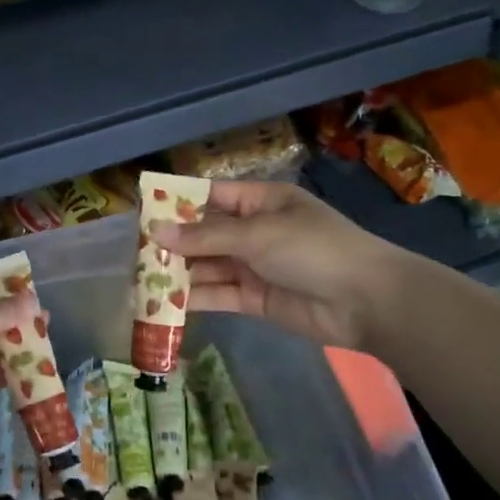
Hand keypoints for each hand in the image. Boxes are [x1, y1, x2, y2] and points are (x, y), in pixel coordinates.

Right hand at [151, 179, 408, 348]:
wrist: (366, 302)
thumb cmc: (314, 249)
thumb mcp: (257, 235)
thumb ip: (204, 237)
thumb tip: (154, 231)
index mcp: (260, 202)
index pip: (211, 196)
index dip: (177, 202)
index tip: (142, 210)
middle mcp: (254, 231)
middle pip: (204, 234)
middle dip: (172, 242)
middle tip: (133, 251)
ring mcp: (254, 266)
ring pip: (207, 266)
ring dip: (178, 272)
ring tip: (141, 279)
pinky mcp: (254, 299)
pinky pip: (217, 293)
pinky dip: (194, 297)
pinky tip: (164, 302)